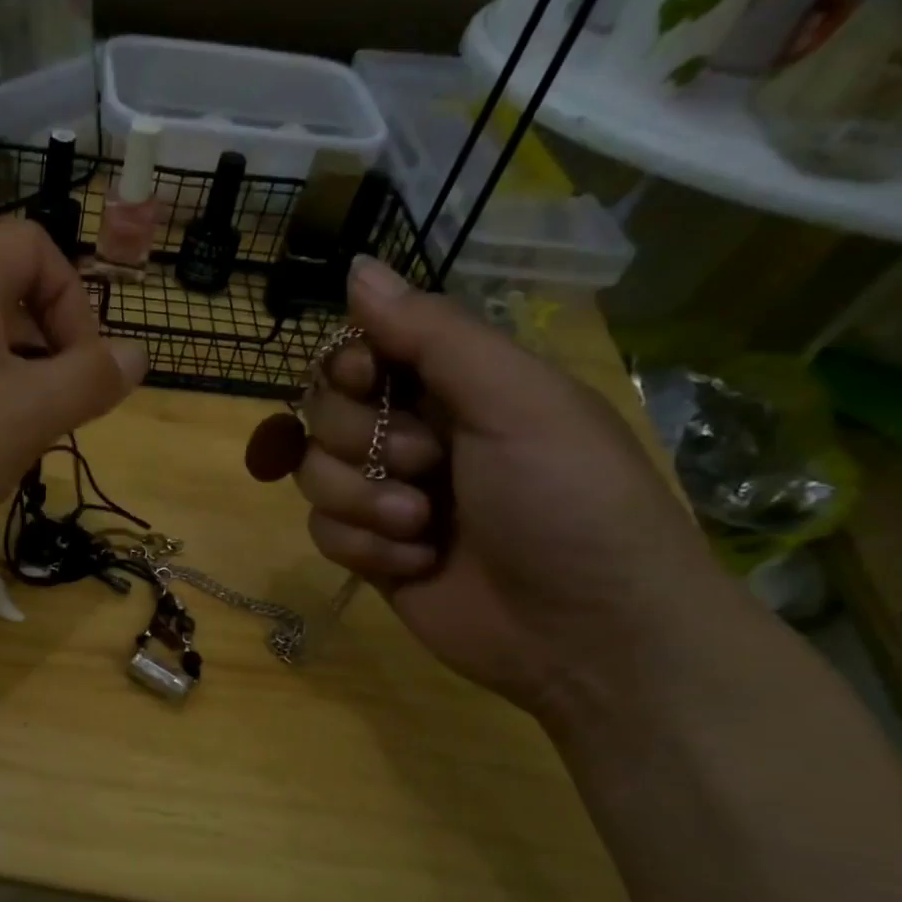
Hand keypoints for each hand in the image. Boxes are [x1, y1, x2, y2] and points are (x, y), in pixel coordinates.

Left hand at [0, 222, 146, 585]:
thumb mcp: (27, 415)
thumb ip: (91, 381)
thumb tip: (138, 354)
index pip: (36, 246)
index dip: (74, 300)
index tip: (79, 370)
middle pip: (10, 299)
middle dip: (49, 356)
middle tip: (52, 418)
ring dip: (15, 393)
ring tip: (14, 448)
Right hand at [295, 257, 732, 722]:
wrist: (589, 633)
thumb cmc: (569, 502)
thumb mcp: (516, 400)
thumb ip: (432, 334)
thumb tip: (355, 267)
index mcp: (454, 385)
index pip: (360, 350)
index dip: (348, 365)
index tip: (369, 381)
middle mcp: (413, 433)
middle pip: (323, 410)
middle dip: (363, 441)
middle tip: (426, 465)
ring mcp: (388, 496)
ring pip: (313, 473)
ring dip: (362, 501)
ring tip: (422, 527)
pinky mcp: (371, 553)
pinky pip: (322, 531)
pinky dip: (363, 548)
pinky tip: (415, 564)